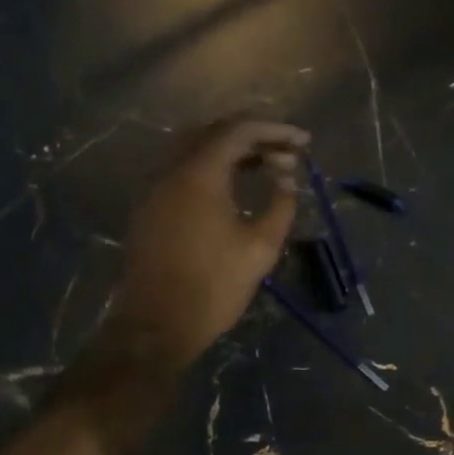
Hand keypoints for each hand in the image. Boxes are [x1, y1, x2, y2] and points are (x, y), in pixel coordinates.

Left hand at [112, 120, 308, 371]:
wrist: (157, 324)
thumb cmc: (214, 286)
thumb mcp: (260, 247)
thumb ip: (280, 204)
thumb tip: (286, 178)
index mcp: (199, 174)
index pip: (239, 130)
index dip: (275, 130)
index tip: (304, 142)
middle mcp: (172, 170)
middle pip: (213, 132)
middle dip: (253, 136)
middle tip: (285, 153)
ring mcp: (155, 189)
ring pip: (194, 150)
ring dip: (230, 151)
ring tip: (264, 166)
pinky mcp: (150, 208)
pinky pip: (182, 171)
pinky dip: (210, 168)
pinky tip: (232, 189)